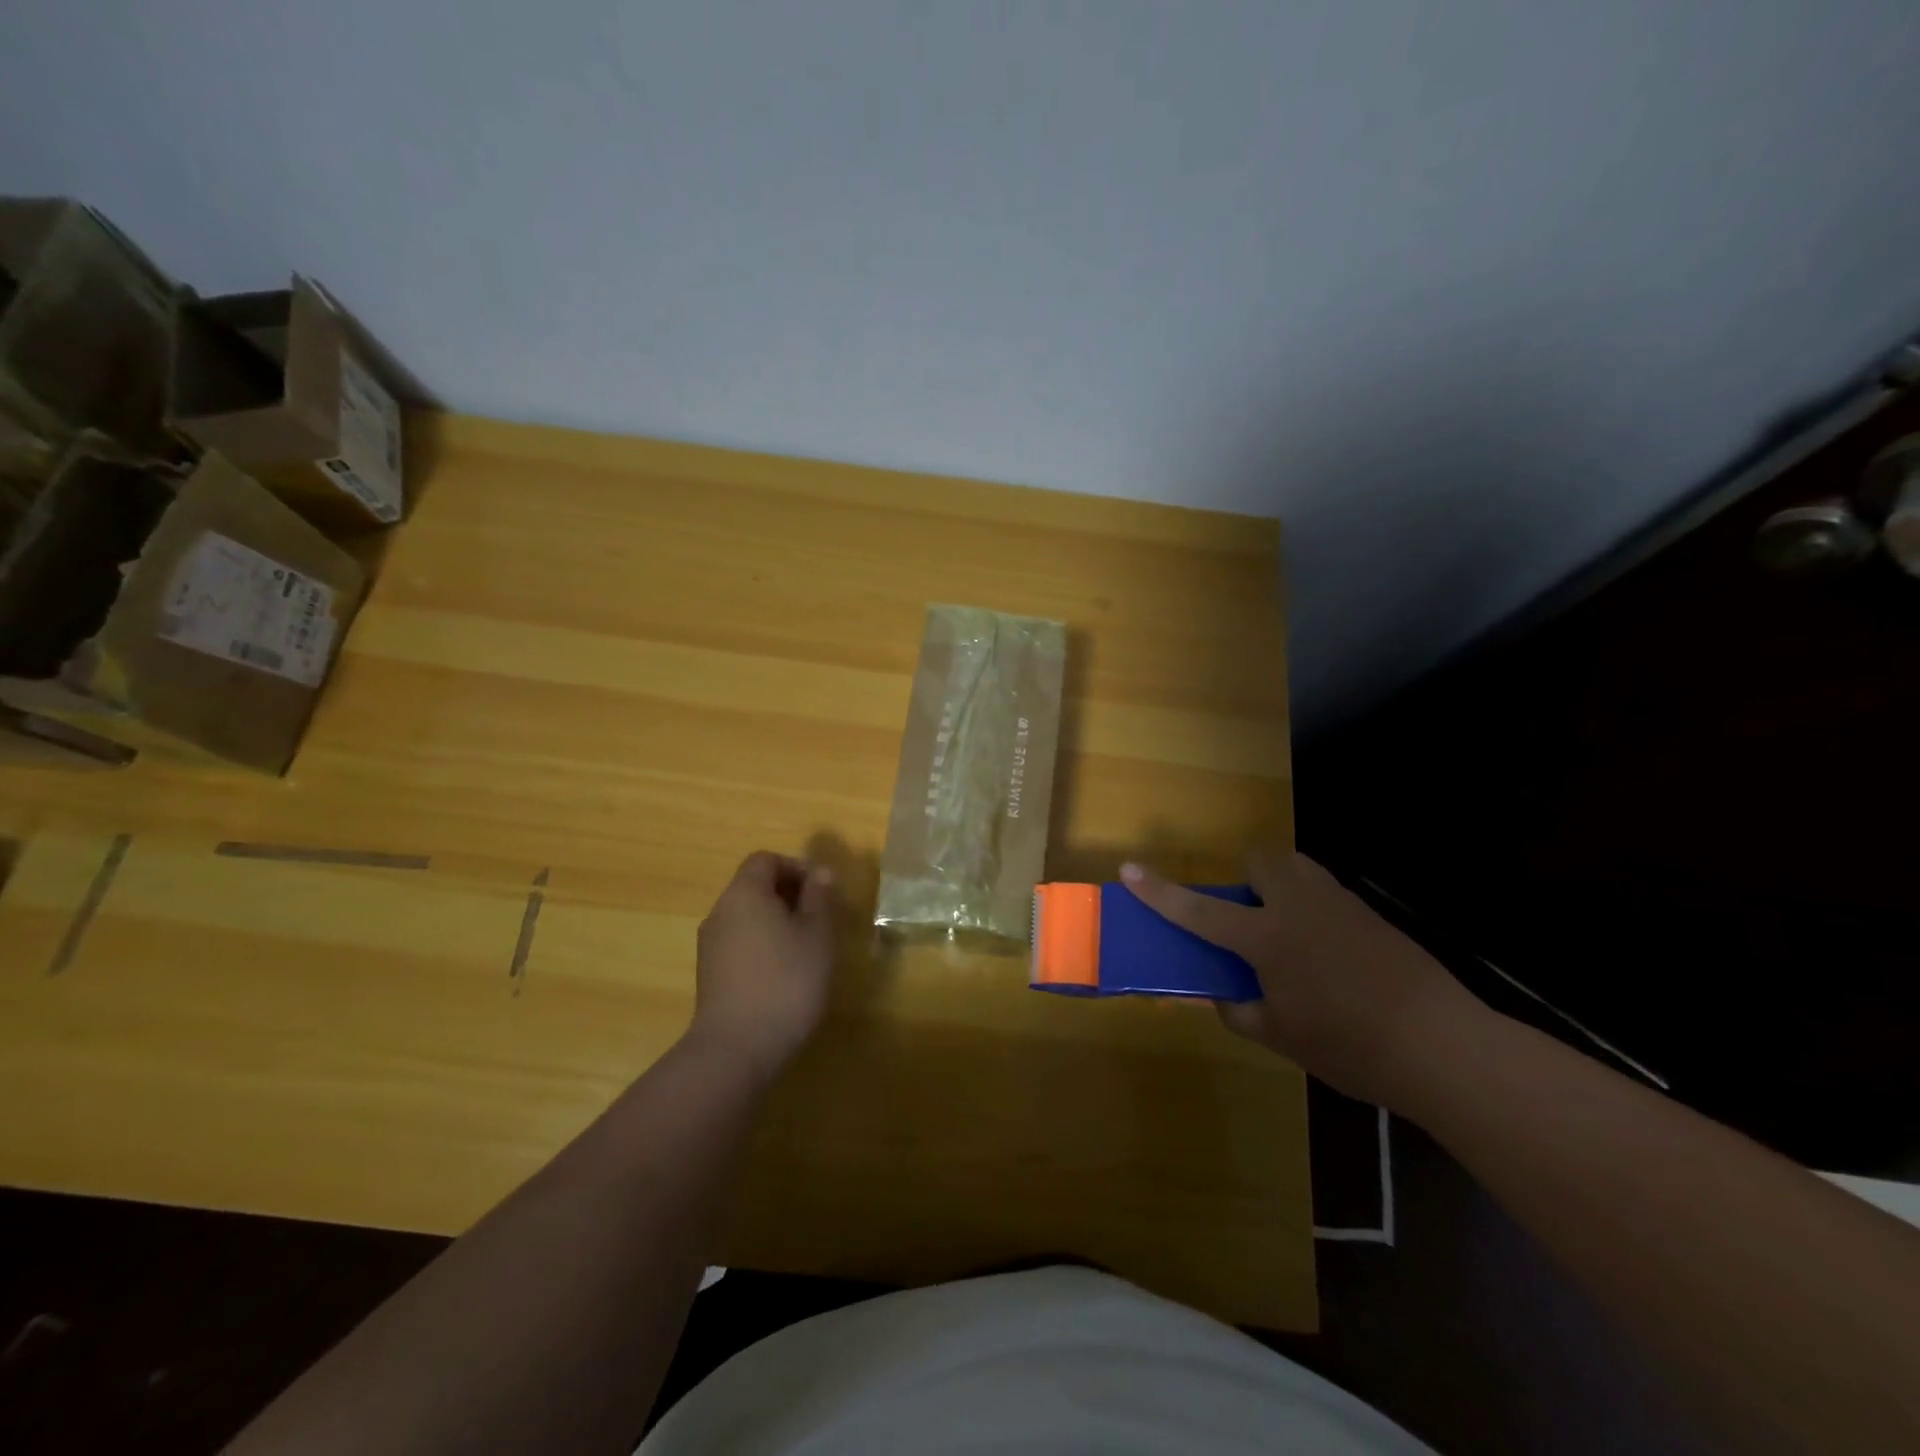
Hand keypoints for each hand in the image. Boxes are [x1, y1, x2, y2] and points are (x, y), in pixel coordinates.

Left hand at [689, 851, 837, 1081]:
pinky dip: (763, 946)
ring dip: (777, 922)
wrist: (736, 1050)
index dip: (796, 867)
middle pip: (754, 887)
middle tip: (821, 920)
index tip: (822, 892)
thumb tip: (820, 873)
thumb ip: (819, 898)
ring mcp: (710, 945)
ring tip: (807, 950)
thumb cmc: (786, 981)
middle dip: (790, 896)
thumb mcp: (817, 935)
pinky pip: (740, 943)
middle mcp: (720, 912)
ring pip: (747, 917)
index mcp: (744, 893)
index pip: (766, 860)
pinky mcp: (709, 975)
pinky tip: (784, 975)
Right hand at [1121, 851, 1479, 1107]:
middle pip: (1262, 860)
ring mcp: (1339, 905)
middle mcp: (1298, 907)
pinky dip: (1312, 909)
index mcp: (1267, 939)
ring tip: (1288, 933)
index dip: (1160, 892)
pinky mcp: (1371, 915)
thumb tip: (1223, 996)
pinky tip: (1329, 955)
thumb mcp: (1282, 1039)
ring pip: (1298, 868)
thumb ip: (1241, 1011)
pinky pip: (1326, 893)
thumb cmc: (1351, 1047)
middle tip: (1250, 920)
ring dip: (1280, 886)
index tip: (1129, 869)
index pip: (1199, 911)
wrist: (1443, 1046)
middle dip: (1247, 878)